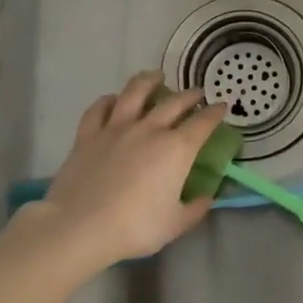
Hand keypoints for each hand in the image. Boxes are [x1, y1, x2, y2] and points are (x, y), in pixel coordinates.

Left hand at [32, 71, 227, 271]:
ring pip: (135, 92)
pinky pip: (99, 109)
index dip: (215, 112)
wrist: (81, 226)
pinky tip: (112, 99)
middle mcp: (149, 129)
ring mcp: (117, 127)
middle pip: (174, 102)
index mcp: (176, 149)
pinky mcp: (89, 134)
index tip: (222, 106)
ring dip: (149, 80)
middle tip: (196, 93)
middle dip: (189, 95)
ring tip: (156, 75)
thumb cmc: (135, 227)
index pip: (203, 123)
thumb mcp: (174, 225)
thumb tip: (207, 198)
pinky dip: (108, 100)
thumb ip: (195, 209)